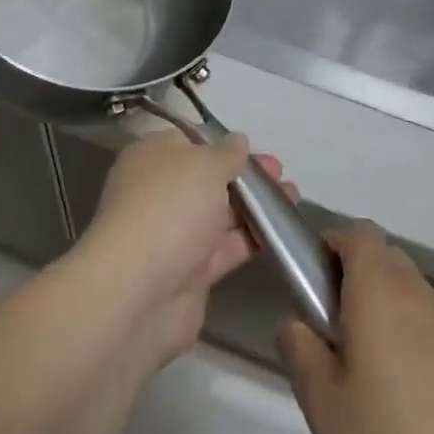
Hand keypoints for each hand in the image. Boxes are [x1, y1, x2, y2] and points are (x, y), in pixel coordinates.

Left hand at [74, 130, 287, 369]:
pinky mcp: (191, 272)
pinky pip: (226, 247)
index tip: (255, 148)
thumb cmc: (169, 208)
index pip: (189, 141)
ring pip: (221, 213)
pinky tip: (283, 231)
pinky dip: (252, 238)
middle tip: (281, 174)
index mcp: (152, 157)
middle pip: (208, 178)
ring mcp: (175, 234)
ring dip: (255, 206)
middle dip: (245, 175)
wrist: (140, 292)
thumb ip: (226, 153)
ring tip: (293, 198)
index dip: (222, 143)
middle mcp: (160, 192)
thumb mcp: (204, 164)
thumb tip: (238, 141)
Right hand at [278, 225, 433, 433]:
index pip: (357, 233)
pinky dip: (406, 333)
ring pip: (405, 288)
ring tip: (363, 366)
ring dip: (380, 306)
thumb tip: (295, 324)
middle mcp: (415, 292)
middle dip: (353, 276)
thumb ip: (300, 350)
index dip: (331, 246)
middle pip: (382, 256)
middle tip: (331, 328)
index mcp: (378, 288)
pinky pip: (426, 320)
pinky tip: (400, 391)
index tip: (311, 285)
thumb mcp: (322, 403)